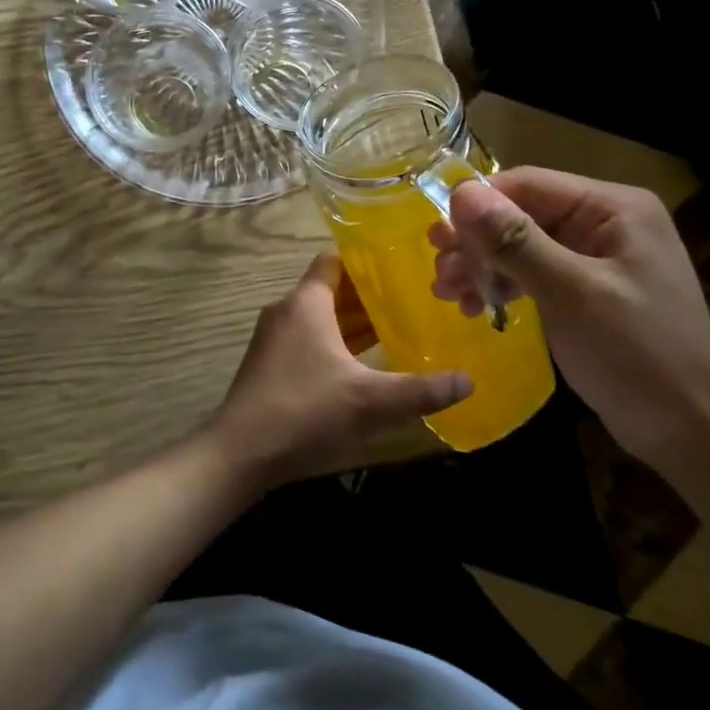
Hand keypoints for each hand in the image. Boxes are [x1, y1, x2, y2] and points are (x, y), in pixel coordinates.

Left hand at [210, 254, 471, 486]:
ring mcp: (274, 338)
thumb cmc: (305, 410)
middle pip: (330, 289)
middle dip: (367, 294)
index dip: (364, 258)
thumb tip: (469, 381)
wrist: (240, 451)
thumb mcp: (369, 401)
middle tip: (410, 299)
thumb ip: (420, 390)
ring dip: (352, 322)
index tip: (399, 263)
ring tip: (396, 327)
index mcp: (306, 302)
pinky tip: (362, 363)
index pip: (334, 260)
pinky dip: (334, 342)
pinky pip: (308, 339)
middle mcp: (287, 310)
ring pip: (319, 317)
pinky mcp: (270, 364)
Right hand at [431, 169, 709, 496]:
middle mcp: (604, 222)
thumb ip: (516, 241)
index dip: (478, 206)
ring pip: (521, 245)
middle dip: (476, 243)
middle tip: (439, 271)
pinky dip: (503, 286)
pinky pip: (533, 273)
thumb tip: (461, 194)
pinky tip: (476, 307)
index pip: (528, 185)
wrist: (694, 434)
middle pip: (521, 214)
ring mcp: (596, 257)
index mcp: (613, 208)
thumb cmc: (638, 356)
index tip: (437, 238)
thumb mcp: (571, 294)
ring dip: (482, 267)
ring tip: (447, 293)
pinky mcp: (586, 289)